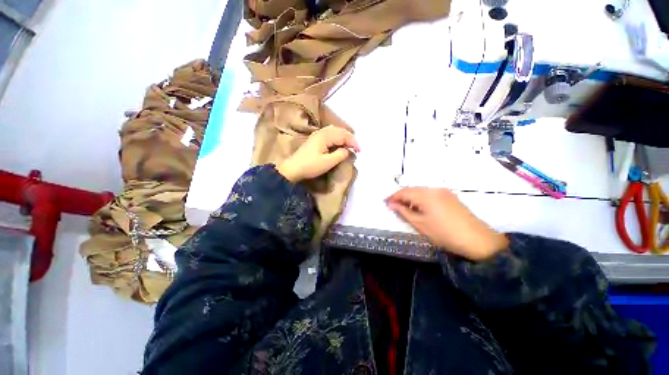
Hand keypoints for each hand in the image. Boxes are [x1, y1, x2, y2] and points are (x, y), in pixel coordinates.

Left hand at [277, 125, 359, 182]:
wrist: (293, 168)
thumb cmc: (310, 166)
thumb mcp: (328, 162)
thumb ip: (340, 154)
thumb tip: (348, 150)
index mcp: (325, 136)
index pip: (343, 135)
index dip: (353, 142)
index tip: (360, 151)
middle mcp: (321, 132)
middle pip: (339, 131)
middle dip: (350, 138)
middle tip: (356, 148)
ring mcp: (317, 135)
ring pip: (335, 131)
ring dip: (344, 137)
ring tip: (350, 145)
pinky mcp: (315, 139)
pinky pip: (330, 134)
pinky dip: (337, 138)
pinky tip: (339, 143)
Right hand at [386, 187, 508, 260]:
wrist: (477, 240)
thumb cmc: (444, 233)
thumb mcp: (419, 224)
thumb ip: (403, 211)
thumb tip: (391, 204)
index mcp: (425, 195)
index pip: (403, 192)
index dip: (393, 197)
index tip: (385, 203)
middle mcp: (434, 189)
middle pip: (412, 190)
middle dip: (402, 197)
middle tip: (394, 206)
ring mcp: (444, 191)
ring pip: (421, 191)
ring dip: (411, 198)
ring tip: (406, 209)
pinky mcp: (450, 196)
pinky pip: (430, 194)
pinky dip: (421, 199)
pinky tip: (421, 208)